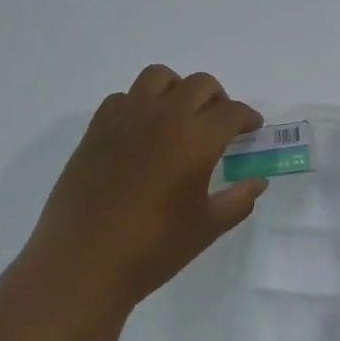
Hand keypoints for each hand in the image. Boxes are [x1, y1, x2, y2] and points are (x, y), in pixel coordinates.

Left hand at [25, 65, 265, 310]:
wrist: (82, 263)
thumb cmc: (153, 248)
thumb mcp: (207, 227)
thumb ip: (238, 199)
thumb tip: (257, 181)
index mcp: (197, 138)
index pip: (232, 112)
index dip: (247, 118)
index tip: (251, 130)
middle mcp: (164, 116)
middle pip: (200, 84)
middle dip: (218, 99)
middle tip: (220, 125)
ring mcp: (127, 118)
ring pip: (159, 77)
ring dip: (178, 90)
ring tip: (180, 118)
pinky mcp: (97, 129)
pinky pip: (124, 97)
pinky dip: (140, 104)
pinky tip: (142, 133)